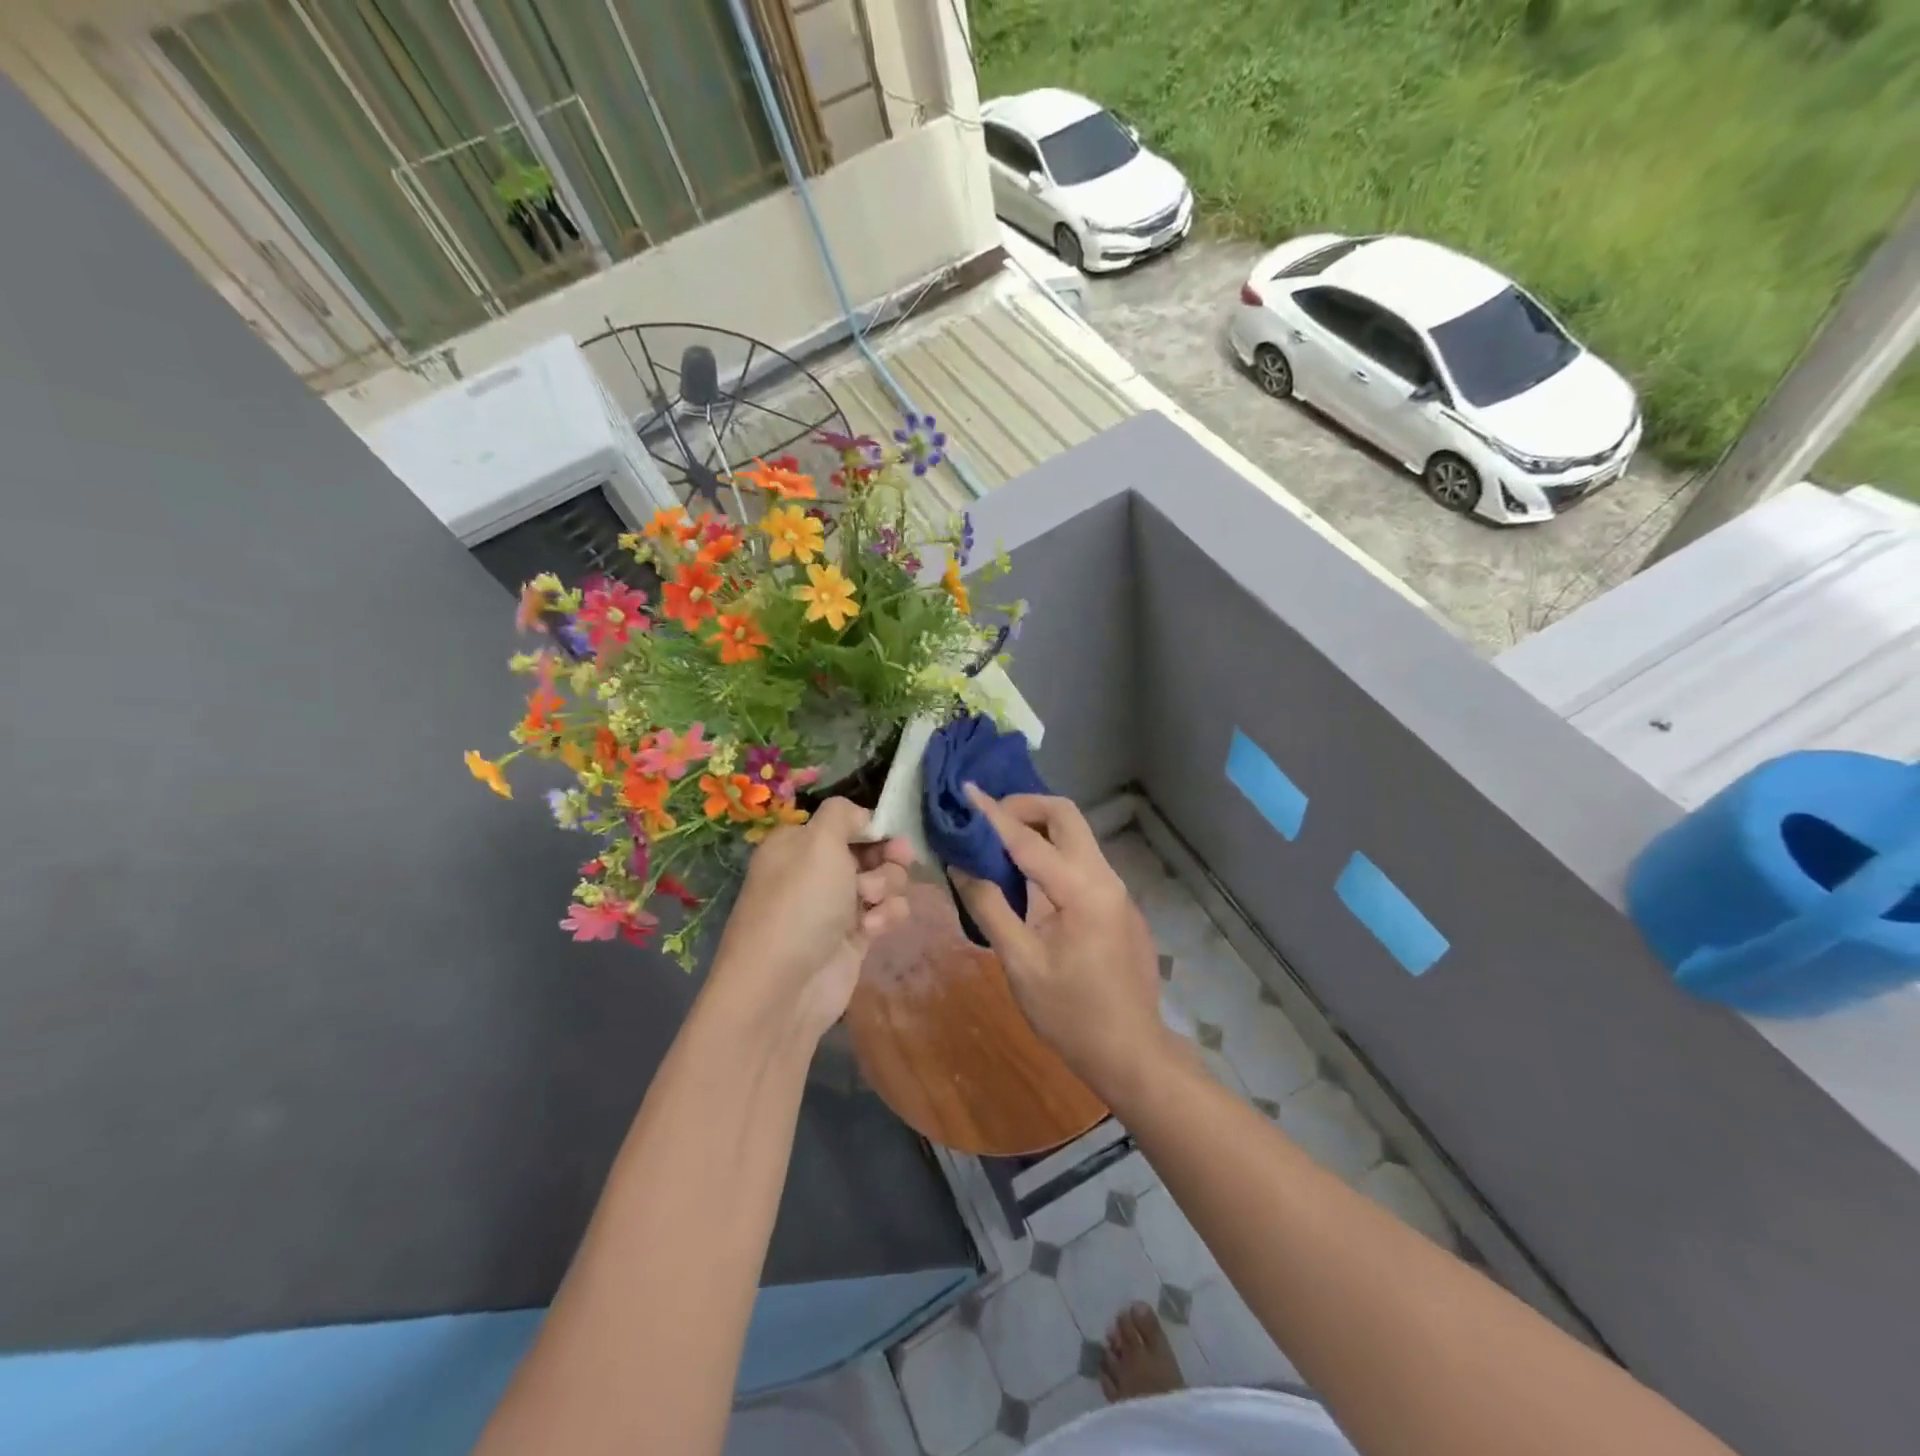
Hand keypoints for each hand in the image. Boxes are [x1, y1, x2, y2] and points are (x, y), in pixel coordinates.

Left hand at [708, 798, 912, 1044]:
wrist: (784, 987)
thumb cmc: (801, 902)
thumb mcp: (818, 841)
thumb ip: (843, 814)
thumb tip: (861, 817)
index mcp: (798, 844)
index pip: (845, 822)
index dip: (871, 825)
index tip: (890, 831)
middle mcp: (816, 872)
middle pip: (870, 850)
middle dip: (887, 856)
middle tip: (898, 860)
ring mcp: (835, 906)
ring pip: (883, 881)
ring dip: (887, 886)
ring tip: (871, 903)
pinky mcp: (854, 937)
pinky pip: (884, 914)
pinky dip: (886, 917)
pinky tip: (872, 931)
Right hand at [948, 788, 1169, 1096]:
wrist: (1131, 1052)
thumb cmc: (1071, 1015)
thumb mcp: (1020, 963)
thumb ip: (990, 907)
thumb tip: (960, 866)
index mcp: (1082, 891)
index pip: (1028, 839)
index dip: (993, 814)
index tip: (966, 789)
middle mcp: (1105, 878)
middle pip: (1067, 816)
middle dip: (1025, 806)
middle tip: (987, 820)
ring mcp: (1117, 889)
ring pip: (1077, 835)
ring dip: (1039, 828)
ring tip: (999, 842)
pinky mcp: (1118, 903)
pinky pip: (1082, 859)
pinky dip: (1052, 851)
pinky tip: (1028, 876)